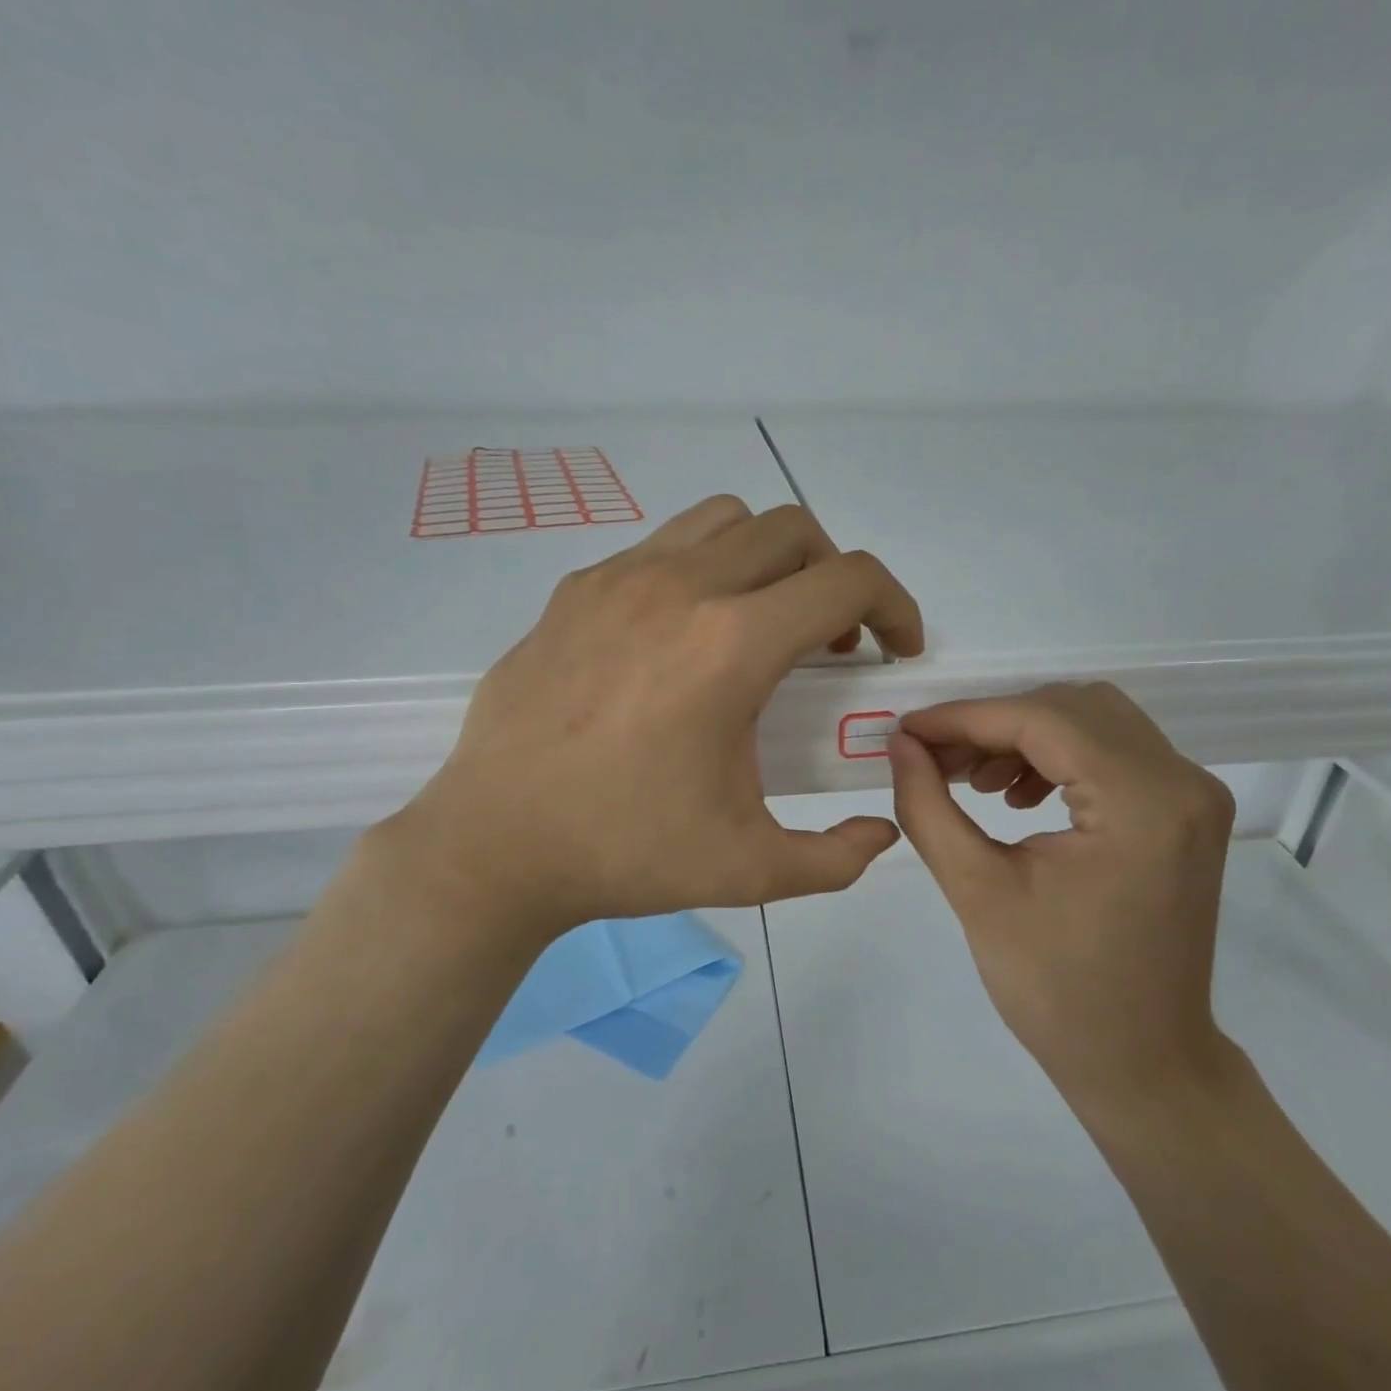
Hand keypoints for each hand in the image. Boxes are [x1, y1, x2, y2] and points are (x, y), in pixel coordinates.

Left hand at [389, 496, 923, 934]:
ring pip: (725, 521)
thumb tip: (881, 831)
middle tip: (829, 644)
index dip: (895, 606)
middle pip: (793, 530)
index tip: (895, 650)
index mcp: (731, 646)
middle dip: (835, 577)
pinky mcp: (574, 591)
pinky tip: (685, 639)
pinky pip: (662, 548)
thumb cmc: (625, 854)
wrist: (495, 847)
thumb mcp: (751, 869)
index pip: (848, 580)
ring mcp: (618, 579)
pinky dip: (703, 571)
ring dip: (769, 560)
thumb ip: (836, 857)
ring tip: (761, 626)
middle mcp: (680, 588)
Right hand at [888, 683, 1236, 1125]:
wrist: (1141, 1061)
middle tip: (936, 759)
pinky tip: (1018, 796)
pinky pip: (1113, 753)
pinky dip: (1058, 758)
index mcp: (1143, 805)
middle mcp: (1182, 783)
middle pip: (1073, 709)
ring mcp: (1192, 796)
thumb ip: (928, 807)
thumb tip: (900, 746)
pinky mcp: (1185, 813)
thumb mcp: (977, 892)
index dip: (965, 718)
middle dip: (994, 724)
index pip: (1043, 721)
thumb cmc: (1056, 990)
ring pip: (1094, 723)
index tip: (906, 732)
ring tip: (973, 781)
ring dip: (1025, 738)